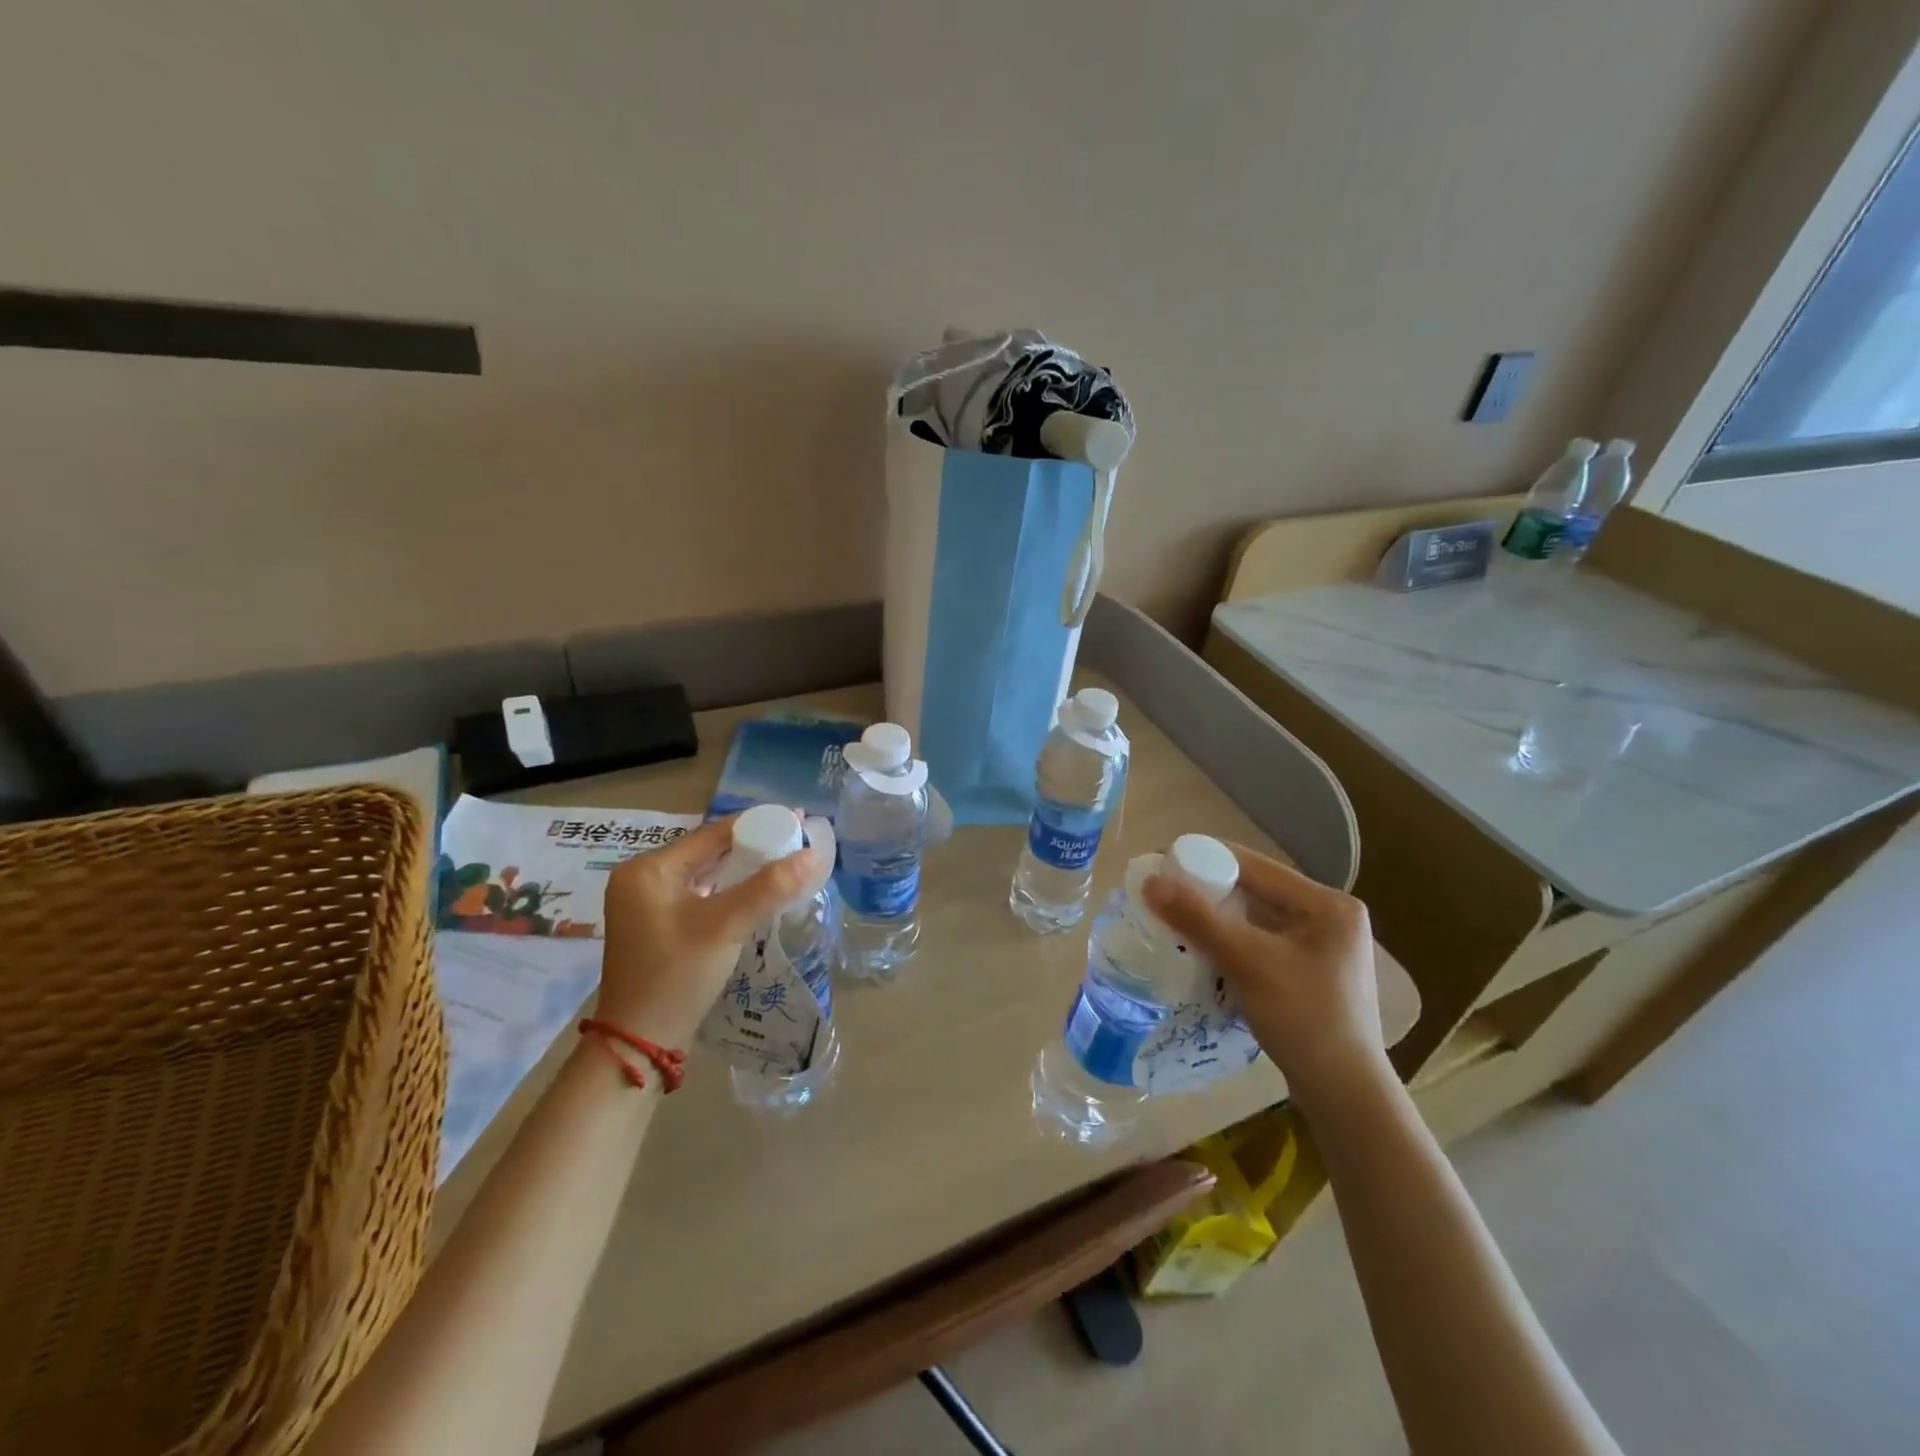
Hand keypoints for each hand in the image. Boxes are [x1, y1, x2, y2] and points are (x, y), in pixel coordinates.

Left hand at [595, 817, 825, 1047]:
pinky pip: (700, 895)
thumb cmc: (677, 975)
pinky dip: (728, 891)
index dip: (757, 825)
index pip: (712, 834)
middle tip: (796, 840)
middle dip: (753, 846)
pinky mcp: (657, 926)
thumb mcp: (726, 926)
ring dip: (743, 869)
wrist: (640, 1042)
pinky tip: (757, 893)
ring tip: (784, 862)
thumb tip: (813, 854)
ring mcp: (646, 905)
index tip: (796, 819)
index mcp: (648, 869)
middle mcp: (642, 879)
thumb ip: (770, 887)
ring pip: (706, 874)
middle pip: (708, 851)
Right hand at [1143, 846, 1389, 1108]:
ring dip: (1215, 918)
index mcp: (1328, 904)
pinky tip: (1202, 950)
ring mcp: (1321, 947)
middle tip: (1163, 895)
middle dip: (1207, 891)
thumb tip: (1149, 881)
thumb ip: (1198, 919)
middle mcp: (1329, 917)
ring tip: (1174, 920)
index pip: (1255, 866)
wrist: (1345, 1097)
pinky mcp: (1309, 973)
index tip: (1161, 865)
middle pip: (1254, 890)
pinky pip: (1260, 942)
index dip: (1205, 859)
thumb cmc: (1304, 1020)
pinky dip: (1230, 942)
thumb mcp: (1247, 963)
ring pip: (1254, 917)